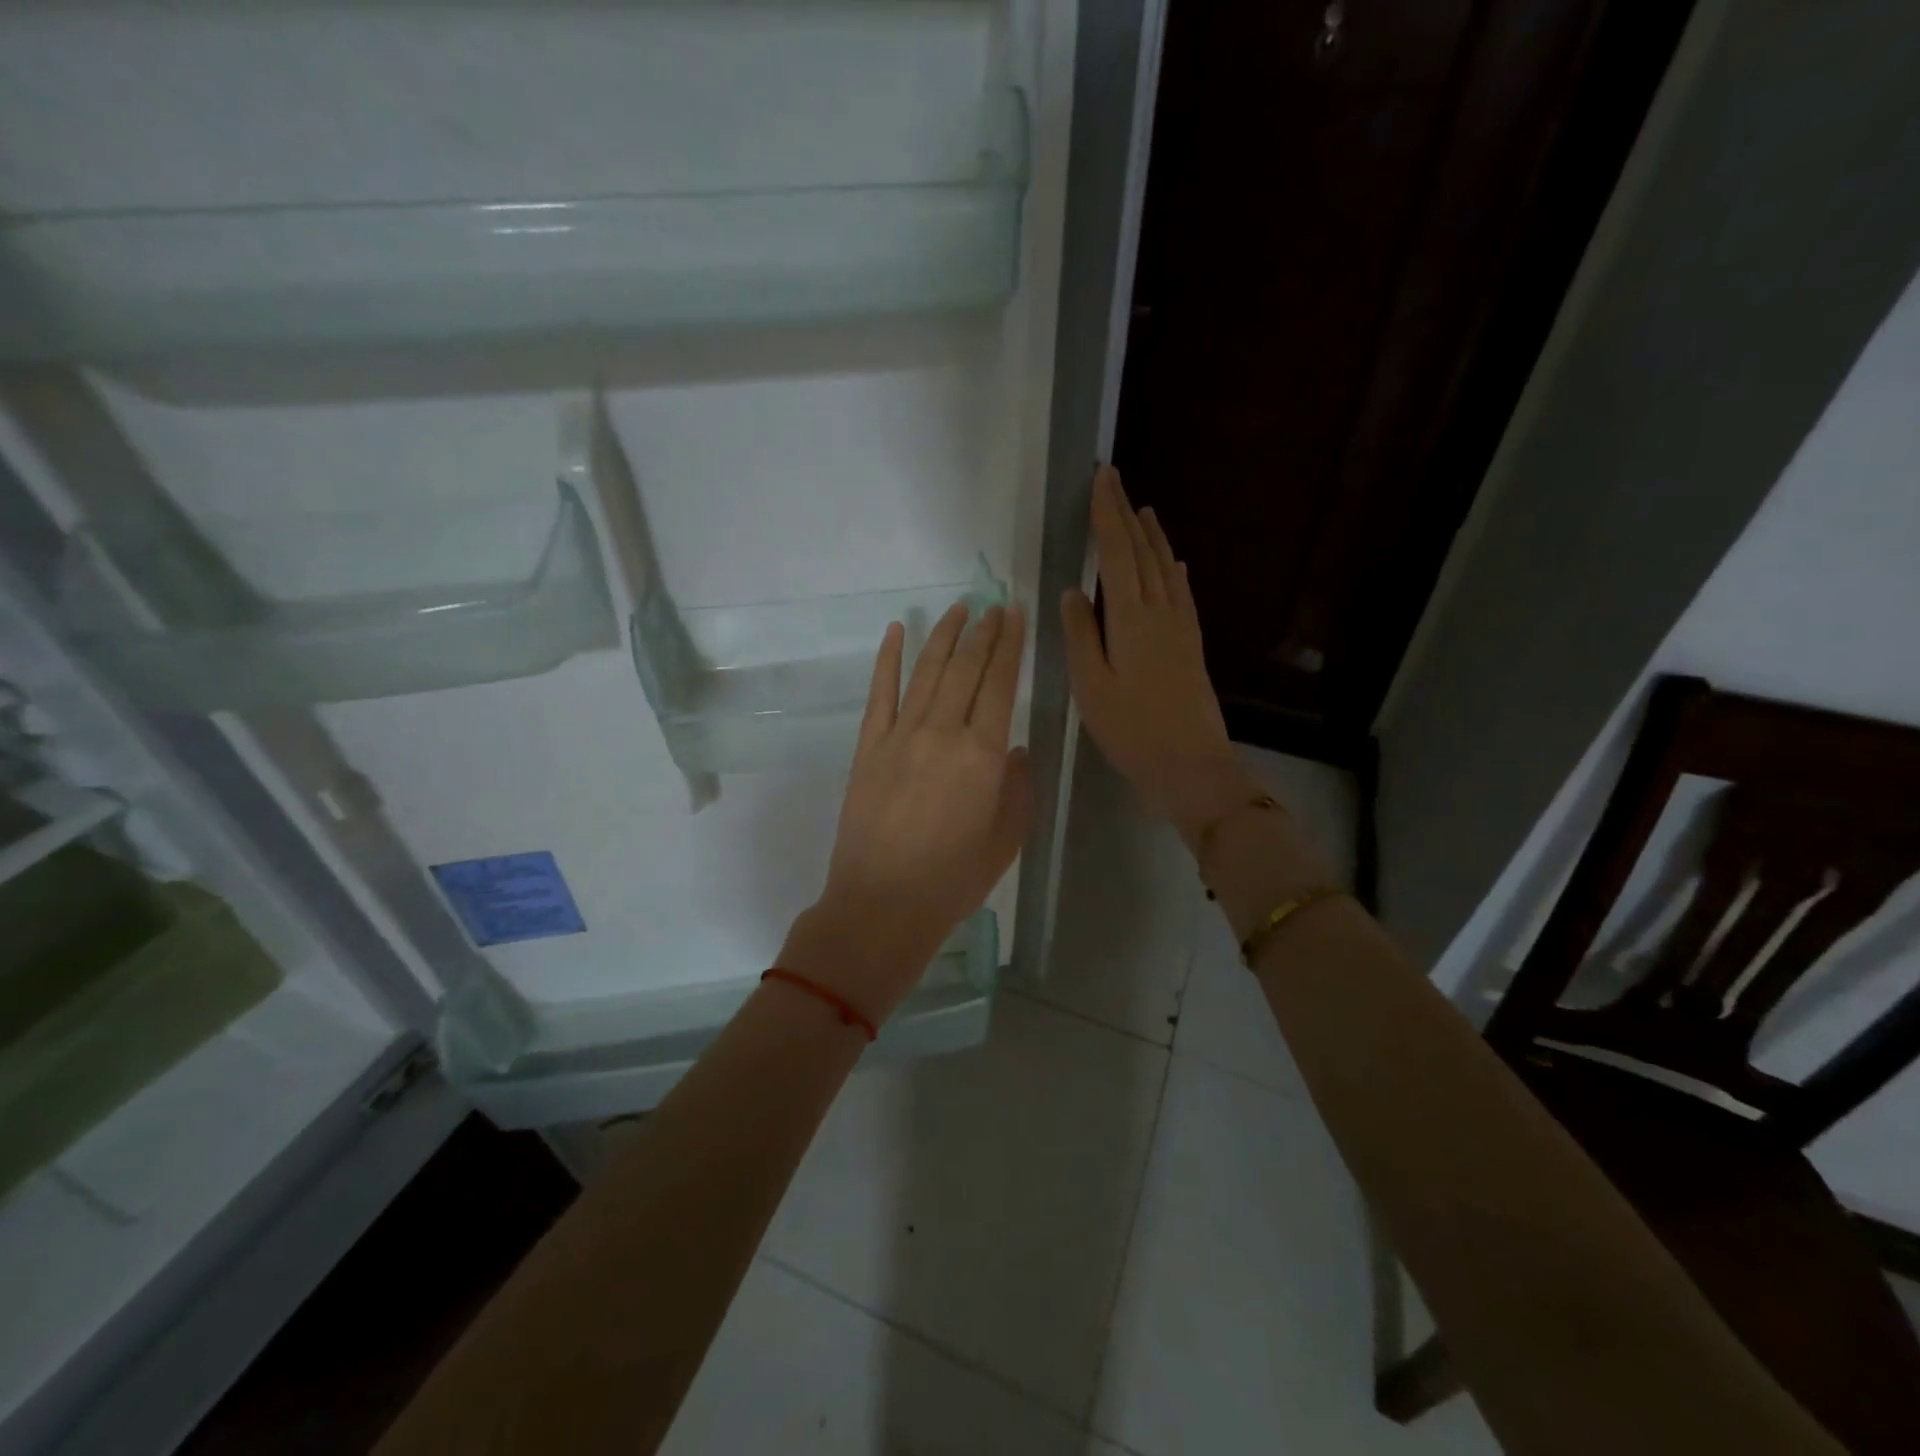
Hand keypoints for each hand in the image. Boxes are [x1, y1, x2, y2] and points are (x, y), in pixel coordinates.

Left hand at [782, 603, 1033, 1025]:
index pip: (1000, 684)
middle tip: (993, 605)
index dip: (1009, 646)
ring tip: (957, 608)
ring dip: (943, 635)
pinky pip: (880, 692)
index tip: (1014, 615)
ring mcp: (900, 735)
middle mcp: (942, 732)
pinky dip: (888, 658)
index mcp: (983, 755)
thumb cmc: (954, 880)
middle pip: (965, 668)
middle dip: (982, 632)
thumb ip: (1018, 787)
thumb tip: (1016, 748)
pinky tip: (896, 631)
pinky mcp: (868, 746)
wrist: (882, 904)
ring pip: (926, 671)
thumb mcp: (1006, 839)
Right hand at [1062, 466, 1261, 850]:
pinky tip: (1173, 563)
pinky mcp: (1192, 644)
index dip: (1107, 515)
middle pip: (1143, 553)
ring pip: (1165, 569)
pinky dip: (1173, 570)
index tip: (1101, 480)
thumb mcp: (1091, 686)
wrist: (1190, 764)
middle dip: (1126, 515)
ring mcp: (1181, 627)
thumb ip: (1081, 635)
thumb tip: (1073, 590)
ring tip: (1144, 510)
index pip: (1117, 554)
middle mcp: (1160, 612)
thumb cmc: (1131, 729)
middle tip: (1115, 481)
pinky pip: (1182, 594)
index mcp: (1130, 620)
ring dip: (1153, 536)